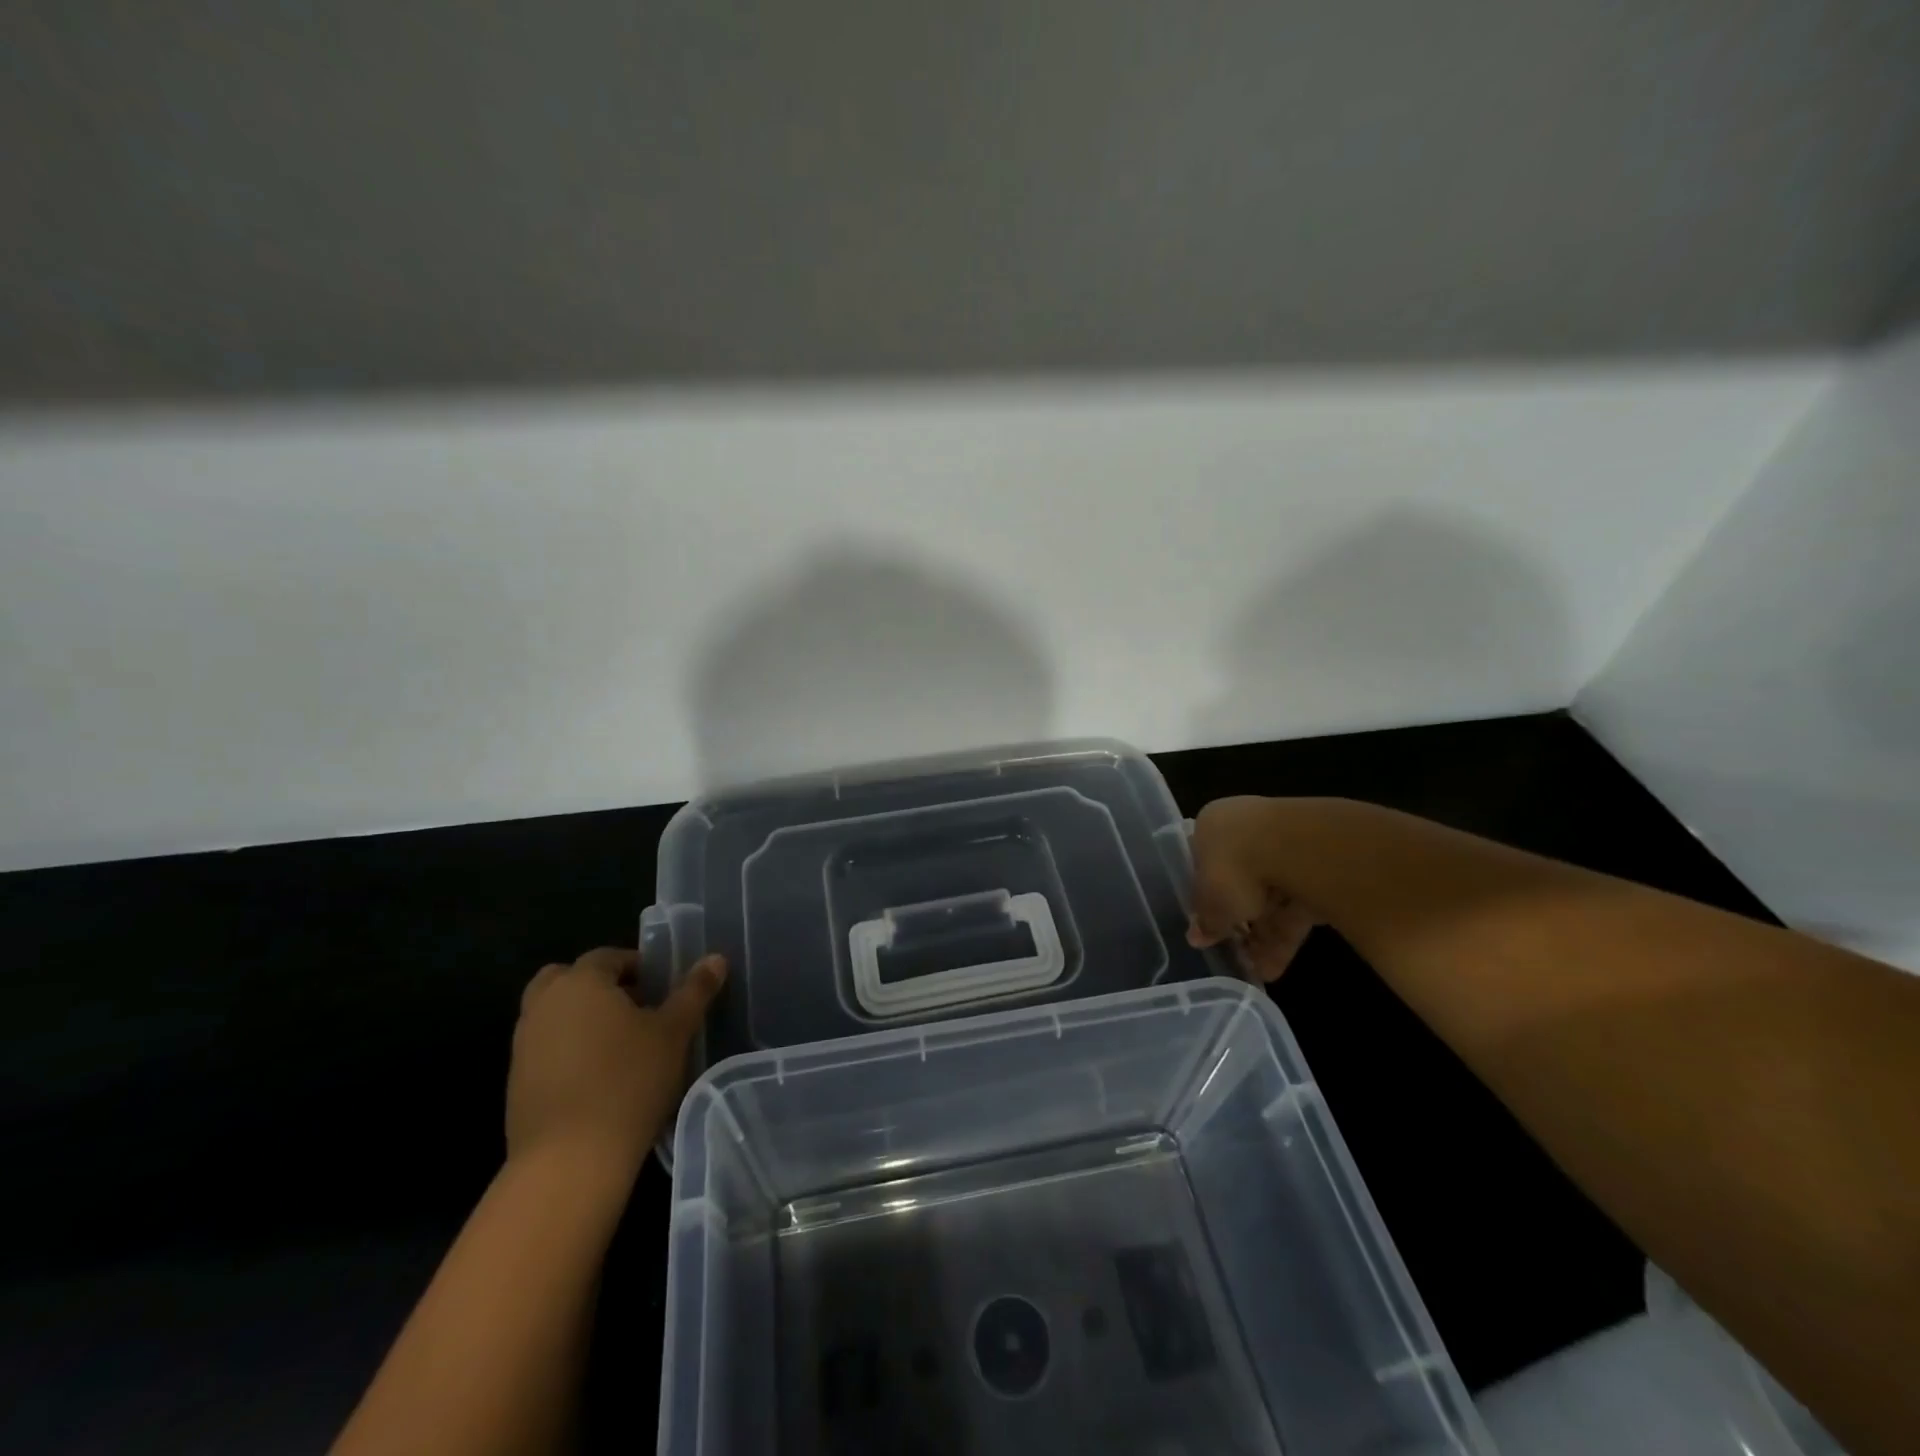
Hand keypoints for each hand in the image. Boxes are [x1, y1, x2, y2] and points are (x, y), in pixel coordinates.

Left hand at [506, 947, 726, 1174]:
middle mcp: (543, 1005)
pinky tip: (598, 1078)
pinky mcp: (516, 1084)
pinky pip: (544, 1049)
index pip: (607, 957)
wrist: (569, 1161)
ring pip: (552, 1014)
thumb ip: (695, 991)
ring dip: (580, 1018)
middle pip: (567, 979)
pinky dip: (567, 1051)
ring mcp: (523, 1046)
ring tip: (620, 1045)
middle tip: (634, 1008)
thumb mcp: (675, 1032)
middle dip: (598, 985)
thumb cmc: (629, 1081)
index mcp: (580, 982)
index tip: (661, 987)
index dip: (637, 966)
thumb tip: (716, 958)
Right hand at [1185, 796, 1321, 981]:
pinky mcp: (1320, 864)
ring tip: (1259, 971)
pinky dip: (1287, 933)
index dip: (1206, 897)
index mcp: (1211, 826)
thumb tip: (1196, 936)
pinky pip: (1297, 902)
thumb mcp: (1210, 903)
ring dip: (1264, 935)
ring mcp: (1285, 842)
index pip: (1205, 863)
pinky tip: (1278, 965)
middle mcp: (1246, 826)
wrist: (1296, 848)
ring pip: (1271, 895)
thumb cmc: (1233, 867)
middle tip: (1236, 953)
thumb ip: (1206, 921)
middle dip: (1240, 922)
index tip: (1210, 925)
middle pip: (1240, 880)